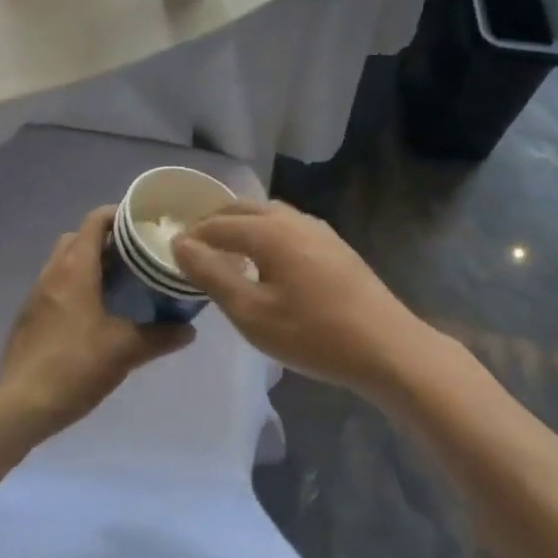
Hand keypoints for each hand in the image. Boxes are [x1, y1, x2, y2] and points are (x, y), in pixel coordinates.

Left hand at [0, 205, 192, 439]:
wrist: (20, 404)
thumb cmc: (75, 365)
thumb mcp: (125, 350)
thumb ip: (160, 336)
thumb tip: (190, 329)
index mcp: (75, 268)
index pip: (95, 220)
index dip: (119, 214)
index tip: (144, 222)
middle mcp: (53, 271)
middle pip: (79, 237)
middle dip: (107, 239)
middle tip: (137, 254)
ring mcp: (37, 294)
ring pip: (66, 261)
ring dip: (91, 263)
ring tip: (122, 282)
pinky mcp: (30, 316)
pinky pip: (57, 285)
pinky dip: (77, 285)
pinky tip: (96, 312)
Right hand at [172, 200, 432, 399]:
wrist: (387, 348)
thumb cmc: (313, 334)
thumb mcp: (252, 313)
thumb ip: (212, 275)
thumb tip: (181, 244)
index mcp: (269, 231)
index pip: (218, 224)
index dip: (191, 237)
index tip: (170, 252)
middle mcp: (293, 219)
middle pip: (243, 209)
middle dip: (214, 223)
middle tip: (193, 248)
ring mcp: (318, 230)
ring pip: (268, 215)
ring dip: (241, 226)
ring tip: (225, 252)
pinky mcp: (335, 246)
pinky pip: (287, 228)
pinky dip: (264, 234)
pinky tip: (266, 262)